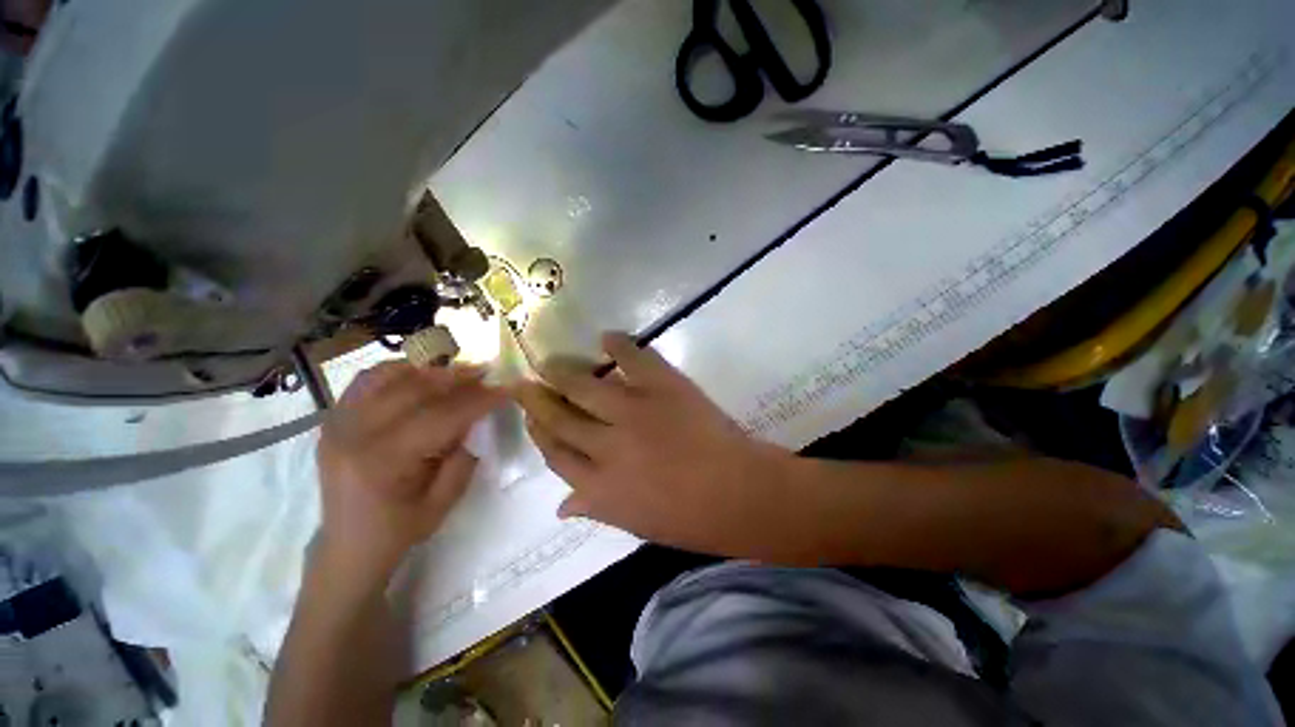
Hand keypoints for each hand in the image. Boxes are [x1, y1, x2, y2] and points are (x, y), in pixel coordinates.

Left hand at [316, 362, 504, 581]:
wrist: (348, 546)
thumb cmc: (400, 529)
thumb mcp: (444, 500)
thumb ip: (464, 454)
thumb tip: (478, 417)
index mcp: (383, 462)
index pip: (440, 416)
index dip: (477, 400)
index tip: (506, 388)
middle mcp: (354, 435)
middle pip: (414, 389)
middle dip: (457, 378)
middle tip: (486, 372)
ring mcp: (338, 424)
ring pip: (389, 377)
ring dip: (429, 370)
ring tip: (457, 373)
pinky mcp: (333, 420)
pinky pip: (367, 381)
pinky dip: (397, 371)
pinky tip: (420, 376)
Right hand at [515, 332, 797, 556]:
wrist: (739, 493)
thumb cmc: (691, 519)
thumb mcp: (635, 523)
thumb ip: (595, 508)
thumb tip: (561, 507)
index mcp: (598, 486)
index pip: (555, 454)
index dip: (538, 432)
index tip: (530, 417)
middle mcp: (606, 446)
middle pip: (560, 417)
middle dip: (537, 398)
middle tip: (524, 381)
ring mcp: (633, 413)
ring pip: (585, 387)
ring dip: (563, 371)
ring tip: (550, 361)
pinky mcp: (661, 388)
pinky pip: (633, 359)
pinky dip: (618, 345)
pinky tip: (605, 337)